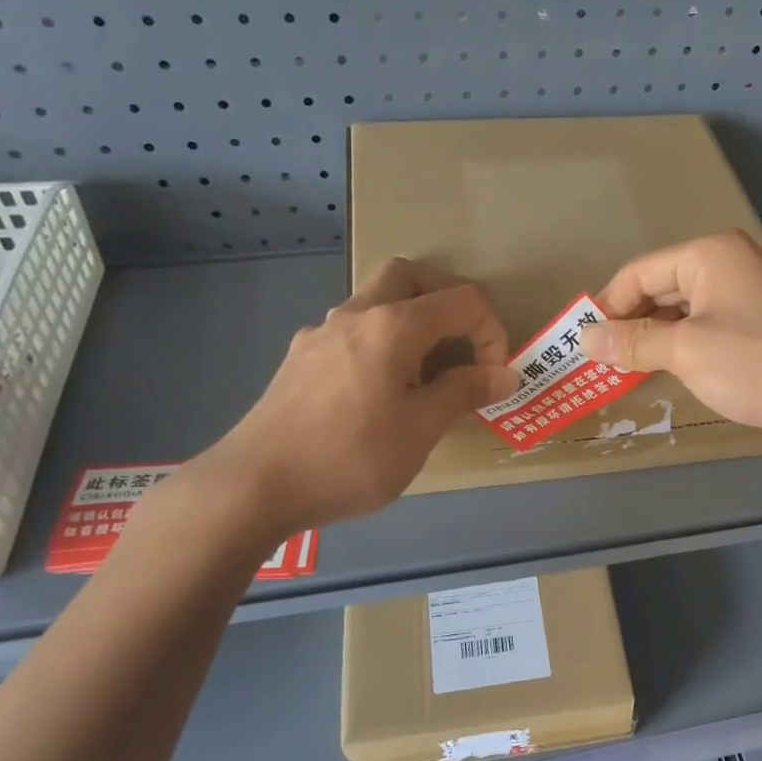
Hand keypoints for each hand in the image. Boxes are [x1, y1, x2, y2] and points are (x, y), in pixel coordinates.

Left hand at [177, 259, 518, 540]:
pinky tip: (378, 391)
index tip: (493, 377)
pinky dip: (380, 343)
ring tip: (424, 373)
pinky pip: (351, 332)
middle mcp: (356, 315)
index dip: (492, 332)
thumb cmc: (351, 457)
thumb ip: (464, 392)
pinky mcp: (300, 359)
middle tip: (464, 341)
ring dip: (411, 320)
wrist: (256, 485)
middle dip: (447, 298)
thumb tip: (505, 373)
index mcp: (393, 326)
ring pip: (374, 301)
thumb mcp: (421, 429)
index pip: (462, 301)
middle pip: (409, 275)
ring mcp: (321, 334)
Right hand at [578, 230, 761, 444]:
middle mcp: (727, 264)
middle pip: (660, 288)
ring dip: (653, 338)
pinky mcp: (756, 324)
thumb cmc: (755, 364)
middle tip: (599, 360)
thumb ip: (632, 341)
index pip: (639, 272)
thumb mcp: (685, 351)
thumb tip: (583, 338)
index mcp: (709, 254)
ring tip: (623, 369)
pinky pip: (704, 327)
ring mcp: (745, 294)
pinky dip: (680, 346)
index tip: (582, 343)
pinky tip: (663, 370)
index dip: (607, 306)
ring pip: (681, 310)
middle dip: (629, 323)